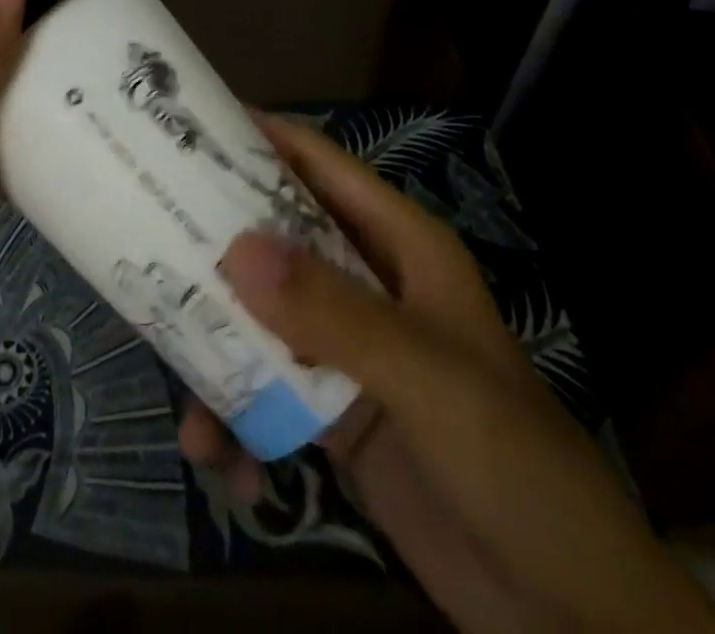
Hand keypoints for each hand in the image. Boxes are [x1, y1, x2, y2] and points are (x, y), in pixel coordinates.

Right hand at [182, 116, 714, 633]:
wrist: (569, 614)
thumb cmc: (513, 465)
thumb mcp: (427, 379)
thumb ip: (334, 314)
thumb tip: (236, 246)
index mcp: (398, 247)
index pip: (319, 166)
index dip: (259, 137)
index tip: (185, 128)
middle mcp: (366, 283)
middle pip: (276, 236)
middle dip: (215, 241)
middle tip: (144, 236)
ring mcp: (346, 348)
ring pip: (259, 314)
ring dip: (214, 344)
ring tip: (179, 392)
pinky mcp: (331, 410)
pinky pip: (263, 388)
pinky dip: (234, 416)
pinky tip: (217, 457)